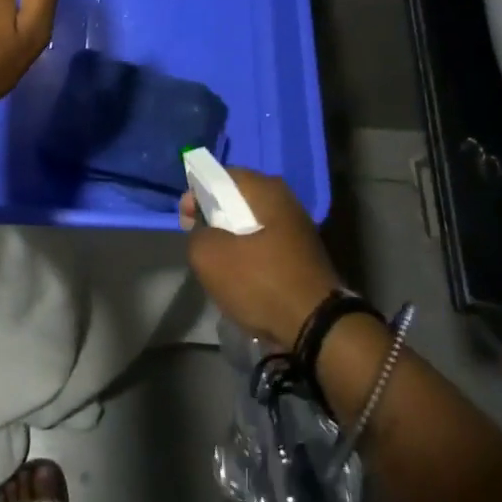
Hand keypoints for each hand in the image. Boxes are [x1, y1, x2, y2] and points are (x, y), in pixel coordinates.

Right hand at [181, 167, 341, 346]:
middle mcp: (286, 200)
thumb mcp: (209, 256)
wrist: (315, 325)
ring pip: (252, 224)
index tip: (185, 219)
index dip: (197, 193)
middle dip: (214, 217)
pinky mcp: (303, 255)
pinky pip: (266, 244)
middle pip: (238, 200)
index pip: (222, 176)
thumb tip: (203, 228)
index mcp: (266, 189)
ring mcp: (298, 228)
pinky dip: (250, 254)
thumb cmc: (259, 280)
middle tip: (198, 240)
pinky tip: (241, 277)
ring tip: (216, 262)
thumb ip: (196, 232)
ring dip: (231, 238)